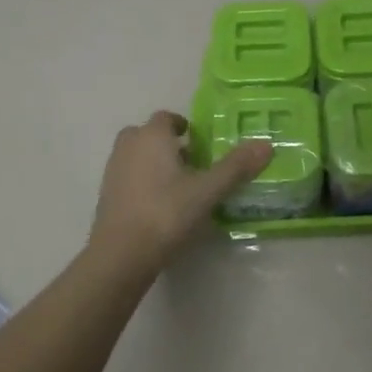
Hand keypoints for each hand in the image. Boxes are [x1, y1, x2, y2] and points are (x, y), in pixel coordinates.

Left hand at [90, 111, 272, 271]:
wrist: (121, 254)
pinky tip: (159, 205)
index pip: (166, 118)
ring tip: (178, 185)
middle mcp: (128, 146)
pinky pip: (128, 177)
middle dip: (167, 143)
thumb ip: (236, 167)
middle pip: (147, 134)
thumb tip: (266, 144)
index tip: (200, 142)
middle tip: (190, 162)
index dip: (183, 126)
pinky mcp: (106, 195)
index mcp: (152, 137)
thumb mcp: (207, 191)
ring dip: (154, 162)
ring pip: (135, 155)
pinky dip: (142, 182)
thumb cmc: (166, 213)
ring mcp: (113, 171)